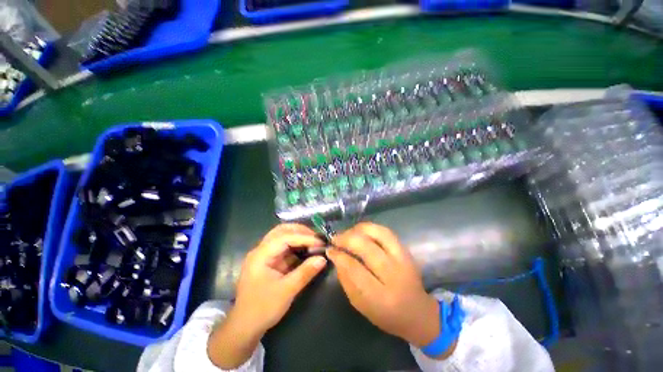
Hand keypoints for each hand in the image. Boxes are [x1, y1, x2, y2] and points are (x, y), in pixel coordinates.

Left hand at [208, 224, 327, 367]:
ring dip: (299, 236)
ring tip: (314, 241)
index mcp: (261, 255)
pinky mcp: (270, 261)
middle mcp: (262, 250)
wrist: (245, 327)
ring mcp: (265, 254)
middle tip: (316, 237)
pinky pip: (285, 247)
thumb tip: (323, 258)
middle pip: (282, 230)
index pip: (284, 237)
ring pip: (283, 236)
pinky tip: (307, 249)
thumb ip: (305, 272)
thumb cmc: (263, 309)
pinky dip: (297, 246)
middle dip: (301, 231)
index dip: (304, 237)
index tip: (320, 241)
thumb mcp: (286, 291)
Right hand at [328, 222, 454, 357]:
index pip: (354, 269)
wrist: (417, 313)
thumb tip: (336, 256)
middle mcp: (394, 275)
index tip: (330, 250)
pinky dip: (370, 228)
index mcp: (380, 297)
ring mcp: (403, 259)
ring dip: (358, 230)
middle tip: (335, 239)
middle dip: (346, 239)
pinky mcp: (406, 250)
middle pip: (366, 247)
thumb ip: (346, 280)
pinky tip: (361, 231)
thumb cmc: (385, 314)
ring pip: (378, 233)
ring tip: (347, 233)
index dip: (339, 256)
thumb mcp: (360, 304)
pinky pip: (386, 231)